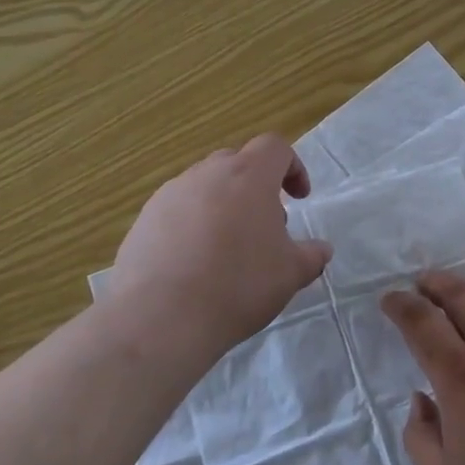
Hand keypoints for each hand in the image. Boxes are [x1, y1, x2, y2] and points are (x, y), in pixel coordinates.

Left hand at [107, 134, 332, 362]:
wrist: (161, 316)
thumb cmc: (238, 285)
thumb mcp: (290, 274)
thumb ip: (311, 255)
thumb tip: (320, 249)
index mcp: (248, 175)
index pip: (274, 147)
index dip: (292, 167)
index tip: (299, 199)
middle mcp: (206, 174)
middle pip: (237, 163)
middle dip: (256, 187)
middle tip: (264, 227)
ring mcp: (169, 194)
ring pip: (204, 186)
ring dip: (222, 206)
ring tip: (227, 250)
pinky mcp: (144, 220)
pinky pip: (177, 211)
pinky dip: (192, 226)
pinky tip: (194, 265)